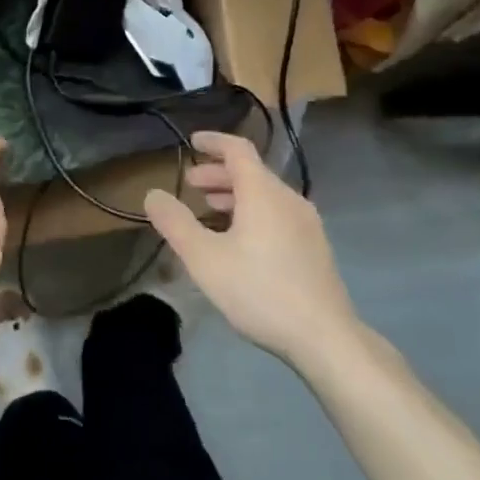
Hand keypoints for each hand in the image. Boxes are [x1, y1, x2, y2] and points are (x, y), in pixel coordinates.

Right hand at [144, 130, 359, 369]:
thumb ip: (175, 223)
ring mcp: (307, 223)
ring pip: (265, 195)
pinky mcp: (315, 247)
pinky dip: (253, 212)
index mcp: (263, 192)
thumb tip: (153, 194)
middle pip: (251, 172)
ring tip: (210, 211)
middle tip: (191, 185)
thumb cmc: (260, 291)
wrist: (325, 338)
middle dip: (218, 173)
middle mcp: (288, 198)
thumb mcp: (204, 258)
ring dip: (234, 195)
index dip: (213, 141)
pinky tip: (240, 241)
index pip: (237, 149)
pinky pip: (278, 214)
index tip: (192, 141)